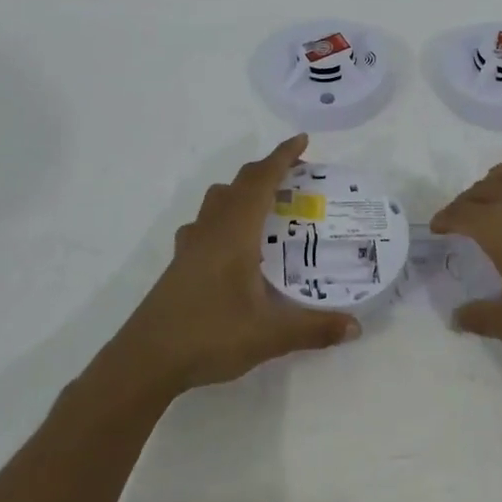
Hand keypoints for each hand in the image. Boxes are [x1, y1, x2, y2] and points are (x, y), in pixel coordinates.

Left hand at [111, 135, 359, 394]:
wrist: (145, 360)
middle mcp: (212, 229)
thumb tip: (356, 327)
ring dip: (244, 190)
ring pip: (218, 200)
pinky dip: (226, 216)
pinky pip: (206, 222)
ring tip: (268, 205)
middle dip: (268, 170)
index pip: (261, 181)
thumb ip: (314, 329)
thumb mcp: (269, 336)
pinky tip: (233, 243)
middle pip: (239, 183)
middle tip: (298, 176)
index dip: (282, 157)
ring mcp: (191, 245)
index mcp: (235, 233)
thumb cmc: (209, 336)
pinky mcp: (180, 263)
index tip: (303, 140)